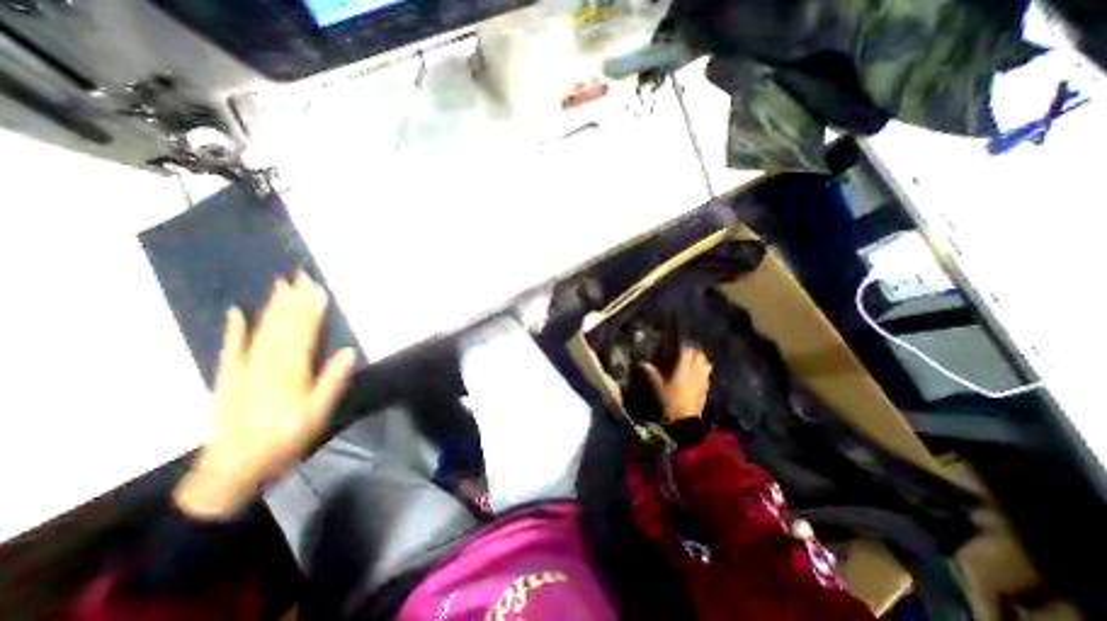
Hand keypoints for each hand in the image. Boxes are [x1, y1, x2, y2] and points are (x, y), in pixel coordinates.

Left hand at [174, 271, 354, 517]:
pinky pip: (231, 348)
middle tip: (298, 276)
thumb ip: (332, 381)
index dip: (311, 310)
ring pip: (262, 331)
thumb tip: (348, 351)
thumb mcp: (318, 414)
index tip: (317, 290)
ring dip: (272, 308)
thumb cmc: (285, 440)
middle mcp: (268, 364)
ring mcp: (245, 369)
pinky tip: (238, 312)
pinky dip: (235, 330)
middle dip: (292, 300)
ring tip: (279, 286)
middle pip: (284, 326)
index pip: (305, 333)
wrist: (233, 468)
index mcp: (292, 372)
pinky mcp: (228, 377)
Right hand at [645, 348, 712, 424]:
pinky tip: (698, 376)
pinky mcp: (706, 390)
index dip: (684, 345)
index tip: (678, 343)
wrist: (685, 423)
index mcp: (684, 368)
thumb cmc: (669, 401)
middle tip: (686, 351)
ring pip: (706, 365)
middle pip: (699, 355)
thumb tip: (642, 363)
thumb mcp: (656, 387)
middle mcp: (696, 371)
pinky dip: (703, 372)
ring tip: (693, 361)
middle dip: (694, 351)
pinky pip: (707, 376)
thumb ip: (650, 374)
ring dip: (701, 361)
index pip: (687, 350)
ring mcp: (703, 381)